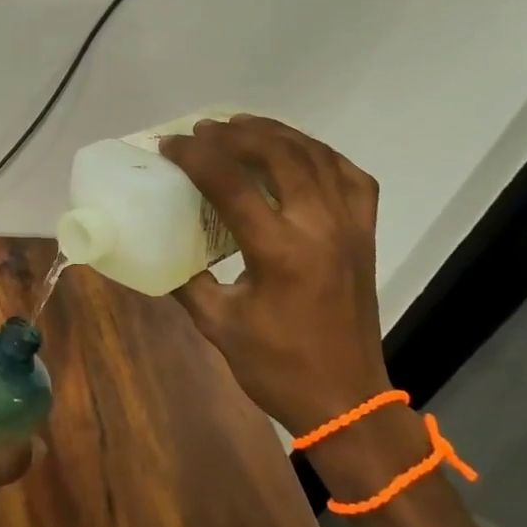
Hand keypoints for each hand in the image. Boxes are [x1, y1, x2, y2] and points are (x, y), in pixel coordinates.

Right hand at [159, 116, 391, 434]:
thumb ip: (186, 279)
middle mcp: (320, 228)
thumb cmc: (276, 367)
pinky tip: (299, 153)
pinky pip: (351, 177)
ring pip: (317, 157)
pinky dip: (322, 155)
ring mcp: (349, 228)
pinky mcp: (366, 236)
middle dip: (237, 134)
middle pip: (279, 155)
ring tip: (243, 126)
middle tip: (204, 130)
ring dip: (277, 134)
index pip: (232, 184)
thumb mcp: (217, 323)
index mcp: (279, 252)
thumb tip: (160, 248)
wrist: (346, 400)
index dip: (196, 157)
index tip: (171, 144)